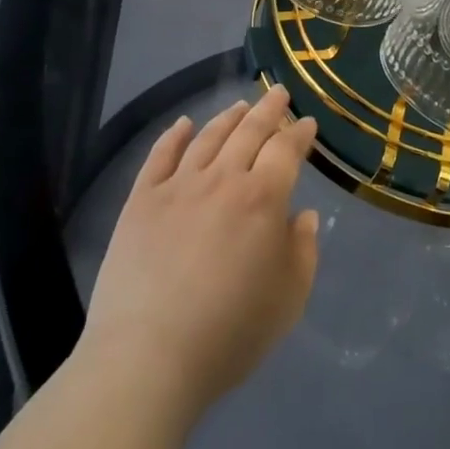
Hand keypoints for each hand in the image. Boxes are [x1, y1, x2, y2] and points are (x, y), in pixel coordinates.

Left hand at [80, 86, 319, 418]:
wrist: (149, 356)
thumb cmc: (230, 333)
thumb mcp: (288, 299)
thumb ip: (302, 251)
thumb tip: (302, 215)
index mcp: (262, 199)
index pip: (285, 150)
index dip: (298, 134)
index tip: (307, 123)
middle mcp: (222, 179)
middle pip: (249, 132)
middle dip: (268, 109)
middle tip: (277, 92)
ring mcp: (178, 185)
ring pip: (208, 137)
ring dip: (227, 117)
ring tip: (240, 105)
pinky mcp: (142, 200)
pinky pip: (160, 155)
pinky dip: (174, 135)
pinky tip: (182, 124)